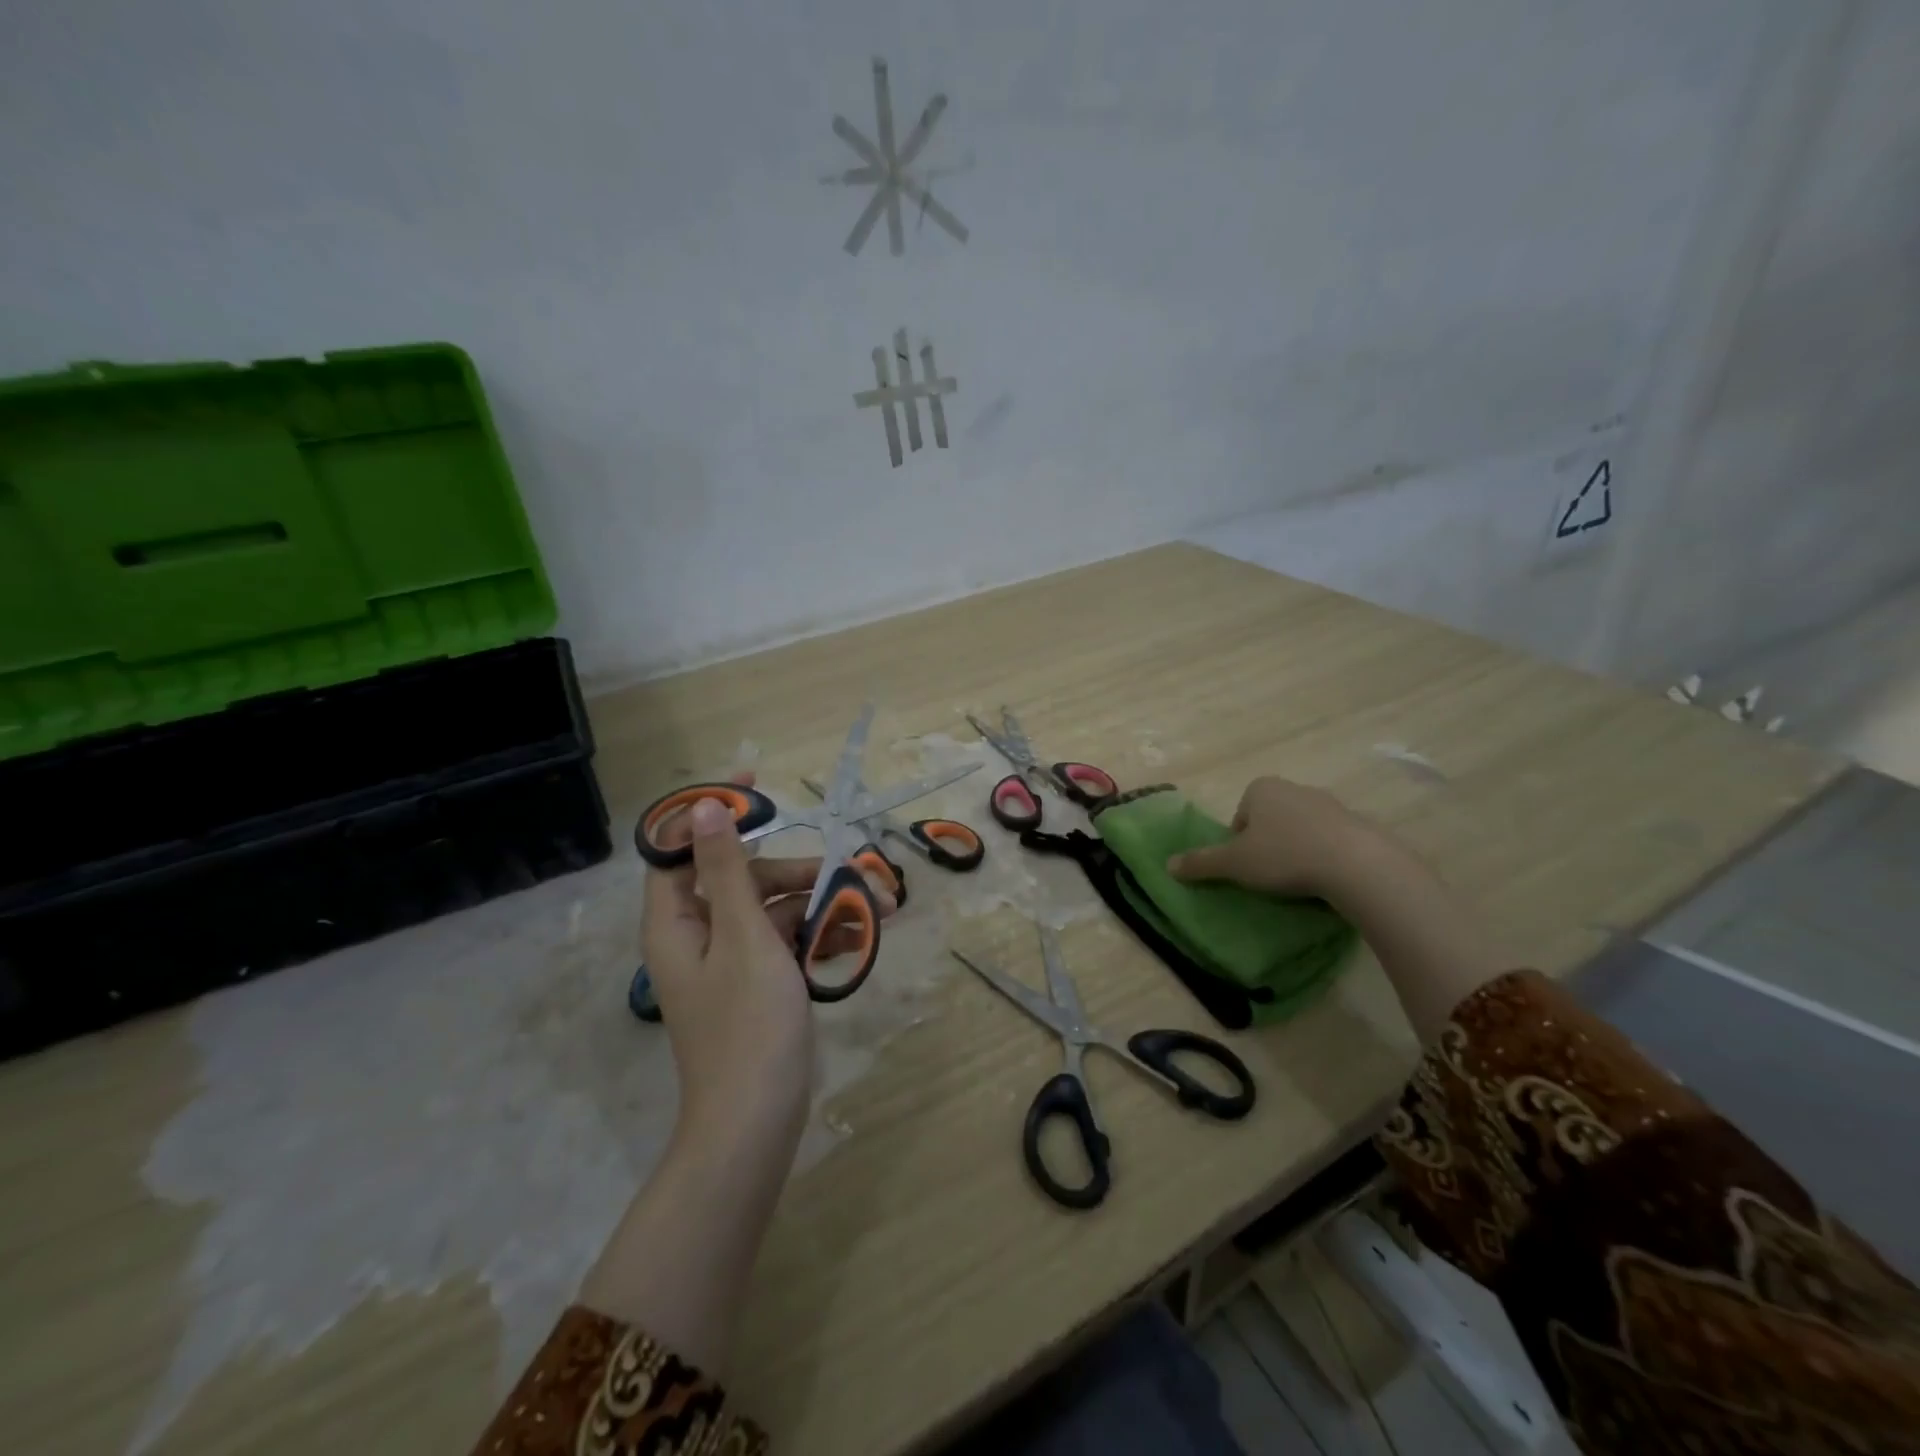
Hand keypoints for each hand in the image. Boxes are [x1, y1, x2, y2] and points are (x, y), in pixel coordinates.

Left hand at [642, 775, 896, 1136]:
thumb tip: (702, 809)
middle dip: (797, 869)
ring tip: (878, 906)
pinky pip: (786, 941)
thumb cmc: (748, 1025)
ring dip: (821, 902)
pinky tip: (861, 934)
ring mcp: (730, 960)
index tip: (755, 783)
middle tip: (848, 869)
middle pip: (743, 877)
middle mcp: (698, 934)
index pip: (681, 847)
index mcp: (677, 920)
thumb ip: (727, 870)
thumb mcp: (745, 936)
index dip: (713, 810)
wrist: (756, 1122)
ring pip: (773, 909)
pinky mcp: (757, 982)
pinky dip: (820, 933)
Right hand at [1165, 776, 1400, 904]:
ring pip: (1301, 829)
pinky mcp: (1357, 823)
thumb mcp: (1234, 863)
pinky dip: (1325, 856)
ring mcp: (1329, 803)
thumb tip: (1168, 865)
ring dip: (1297, 849)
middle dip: (1268, 844)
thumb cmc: (1284, 856)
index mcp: (1261, 788)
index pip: (1240, 816)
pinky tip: (1327, 879)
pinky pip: (1331, 840)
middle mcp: (1294, 788)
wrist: (1355, 864)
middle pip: (1270, 820)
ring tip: (1300, 880)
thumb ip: (1201, 862)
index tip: (1248, 866)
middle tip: (1270, 875)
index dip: (1238, 843)